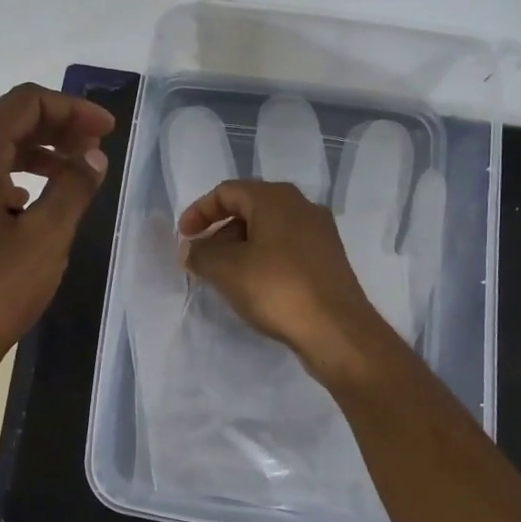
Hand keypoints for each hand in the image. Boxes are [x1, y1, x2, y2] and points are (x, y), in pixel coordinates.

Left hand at [0, 83, 113, 378]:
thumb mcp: (46, 238)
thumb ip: (74, 187)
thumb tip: (93, 156)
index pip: (23, 103)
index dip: (71, 109)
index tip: (107, 131)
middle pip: (5, 119)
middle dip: (56, 126)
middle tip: (96, 147)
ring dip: (37, 150)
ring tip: (76, 170)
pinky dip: (15, 173)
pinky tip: (37, 199)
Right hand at [178, 179, 397, 386]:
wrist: (336, 329)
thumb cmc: (277, 289)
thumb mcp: (226, 269)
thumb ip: (200, 253)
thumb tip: (191, 249)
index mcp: (276, 198)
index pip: (227, 192)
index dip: (199, 211)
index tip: (183, 238)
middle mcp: (301, 206)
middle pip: (249, 207)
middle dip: (220, 231)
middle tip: (202, 258)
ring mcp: (319, 233)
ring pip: (268, 229)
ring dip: (241, 247)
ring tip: (224, 276)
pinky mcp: (328, 259)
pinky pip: (286, 248)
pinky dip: (263, 259)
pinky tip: (255, 286)